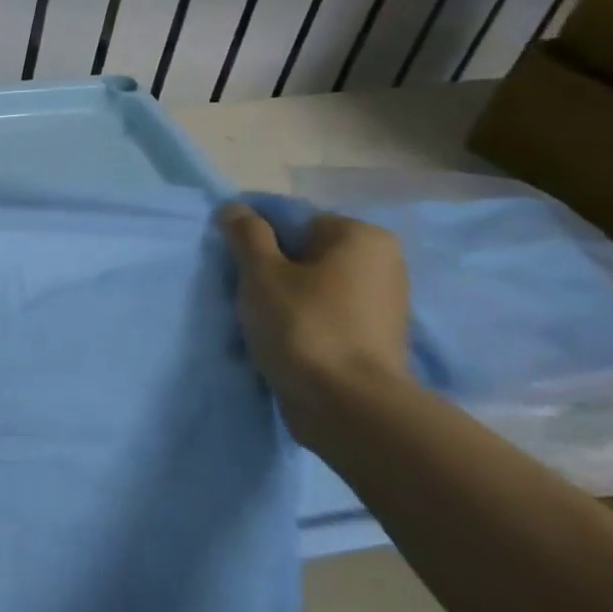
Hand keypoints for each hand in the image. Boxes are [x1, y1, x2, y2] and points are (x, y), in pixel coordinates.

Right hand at [216, 202, 410, 410]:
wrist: (347, 405)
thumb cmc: (303, 325)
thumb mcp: (261, 272)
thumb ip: (246, 234)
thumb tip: (234, 207)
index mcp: (361, 236)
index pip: (292, 220)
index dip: (254, 238)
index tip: (231, 263)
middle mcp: (381, 261)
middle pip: (303, 251)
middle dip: (268, 268)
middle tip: (241, 293)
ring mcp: (381, 301)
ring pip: (311, 284)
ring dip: (280, 296)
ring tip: (257, 320)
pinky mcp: (372, 335)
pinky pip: (323, 312)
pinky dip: (299, 319)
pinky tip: (279, 338)